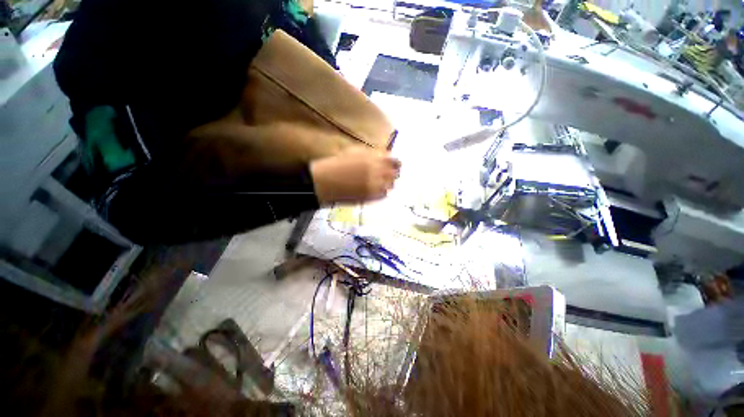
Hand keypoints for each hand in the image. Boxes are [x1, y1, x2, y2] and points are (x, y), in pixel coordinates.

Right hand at [309, 147, 400, 204]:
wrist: (325, 181)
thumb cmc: (337, 163)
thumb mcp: (355, 151)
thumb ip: (372, 154)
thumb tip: (384, 156)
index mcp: (375, 157)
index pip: (395, 160)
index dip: (395, 163)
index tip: (395, 165)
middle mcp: (378, 171)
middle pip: (396, 173)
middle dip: (393, 173)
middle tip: (389, 174)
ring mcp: (376, 185)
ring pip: (391, 185)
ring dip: (388, 183)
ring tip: (381, 182)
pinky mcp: (371, 196)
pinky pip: (384, 194)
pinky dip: (382, 192)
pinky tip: (375, 189)